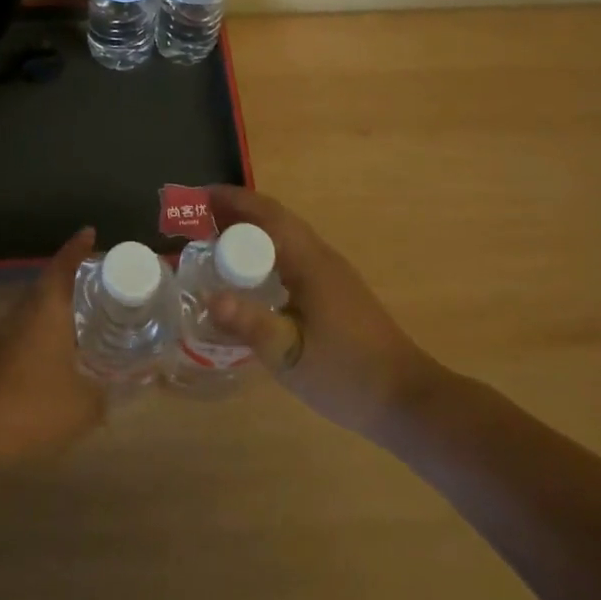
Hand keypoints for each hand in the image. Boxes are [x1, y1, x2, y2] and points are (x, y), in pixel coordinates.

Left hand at [0, 228, 106, 476]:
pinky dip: (48, 328)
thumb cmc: (32, 406)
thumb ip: (110, 392)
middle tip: (103, 279)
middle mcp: (25, 310)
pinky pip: (28, 328)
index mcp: (47, 307)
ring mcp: (6, 332)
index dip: (78, 247)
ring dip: (60, 304)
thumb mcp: (84, 405)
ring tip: (89, 312)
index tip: (91, 232)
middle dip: (75, 277)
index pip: (65, 265)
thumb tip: (133, 384)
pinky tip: (63, 348)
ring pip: (37, 307)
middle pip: (50, 282)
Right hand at [206, 186, 447, 438]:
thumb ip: (249, 324)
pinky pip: (292, 253)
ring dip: (249, 229)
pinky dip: (263, 250)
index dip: (229, 200)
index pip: (264, 213)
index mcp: (309, 261)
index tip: (193, 200)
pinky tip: (249, 276)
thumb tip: (209, 297)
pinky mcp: (335, 290)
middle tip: (194, 220)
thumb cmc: (346, 375)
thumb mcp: (290, 354)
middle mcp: (320, 256)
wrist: (407, 400)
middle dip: (234, 211)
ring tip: (212, 241)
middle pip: (273, 217)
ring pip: (284, 234)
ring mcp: (331, 272)